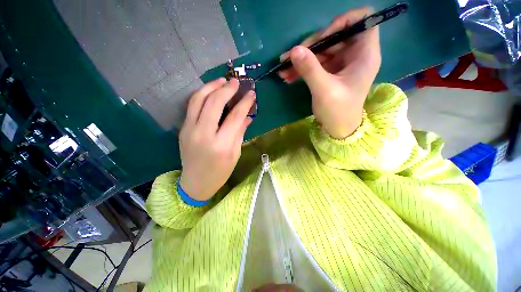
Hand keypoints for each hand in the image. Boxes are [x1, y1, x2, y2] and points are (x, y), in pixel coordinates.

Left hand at [179, 78, 254, 200]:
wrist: (195, 183)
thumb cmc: (220, 172)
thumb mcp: (235, 154)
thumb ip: (240, 132)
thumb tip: (247, 116)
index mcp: (221, 145)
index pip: (235, 116)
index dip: (244, 103)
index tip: (251, 93)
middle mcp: (203, 134)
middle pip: (214, 103)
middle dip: (226, 89)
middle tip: (236, 81)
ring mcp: (189, 130)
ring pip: (198, 100)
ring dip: (211, 86)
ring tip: (222, 80)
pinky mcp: (183, 128)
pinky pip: (192, 106)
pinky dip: (201, 94)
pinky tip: (210, 91)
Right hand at [279, 7, 380, 138]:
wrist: (338, 128)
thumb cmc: (338, 111)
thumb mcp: (324, 90)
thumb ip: (310, 68)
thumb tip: (294, 50)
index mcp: (364, 54)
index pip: (362, 19)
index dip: (342, 22)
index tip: (323, 37)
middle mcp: (355, 54)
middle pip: (334, 36)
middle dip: (310, 47)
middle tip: (289, 58)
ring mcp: (341, 63)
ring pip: (321, 51)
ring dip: (301, 59)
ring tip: (283, 69)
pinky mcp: (331, 72)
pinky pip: (316, 63)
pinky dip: (302, 68)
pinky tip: (288, 76)